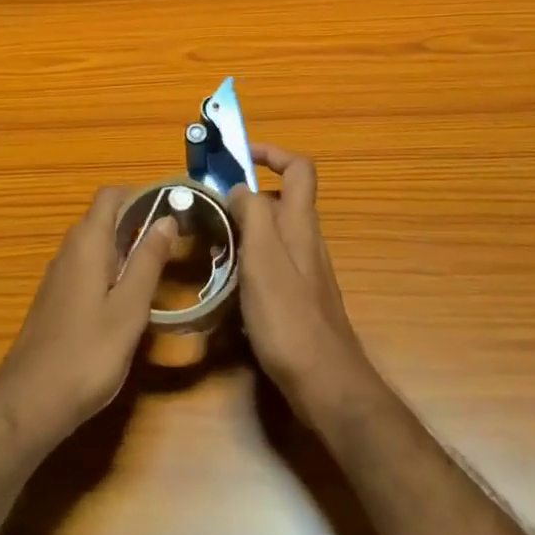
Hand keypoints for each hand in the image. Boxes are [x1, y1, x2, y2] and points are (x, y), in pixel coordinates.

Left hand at [0, 187, 176, 452]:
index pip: (111, 195)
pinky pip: (87, 267)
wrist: (30, 404)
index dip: (141, 195)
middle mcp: (69, 250)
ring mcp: (58, 276)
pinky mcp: (55, 300)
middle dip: (137, 221)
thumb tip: (167, 218)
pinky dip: (110, 270)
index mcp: (87, 242)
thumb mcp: (129, 308)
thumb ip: (148, 261)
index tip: (171, 210)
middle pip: (103, 217)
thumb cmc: (87, 354)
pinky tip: (127, 300)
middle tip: (172, 243)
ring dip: (125, 247)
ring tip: (157, 270)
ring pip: (96, 244)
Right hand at [229, 145, 379, 421]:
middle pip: (280, 200)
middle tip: (210, 208)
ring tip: (210, 244)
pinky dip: (247, 262)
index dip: (272, 153)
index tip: (239, 156)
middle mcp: (305, 240)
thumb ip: (251, 214)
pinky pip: (270, 264)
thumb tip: (238, 188)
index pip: (298, 168)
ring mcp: (304, 270)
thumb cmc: (288, 315)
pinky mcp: (297, 298)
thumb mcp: (262, 256)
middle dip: (245, 197)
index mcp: (300, 222)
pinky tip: (226, 285)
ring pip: (272, 234)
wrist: (324, 381)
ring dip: (243, 230)